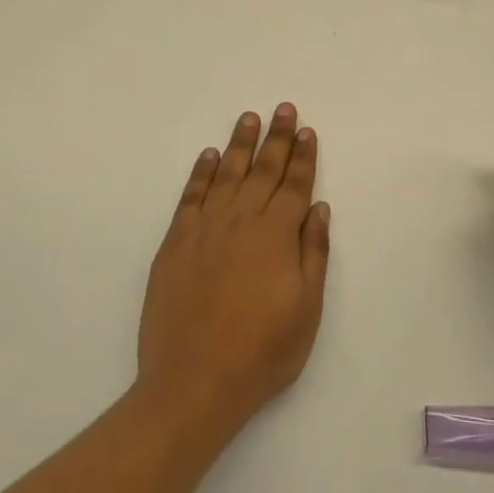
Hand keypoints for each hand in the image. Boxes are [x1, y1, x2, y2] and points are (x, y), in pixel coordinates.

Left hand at [137, 104, 330, 436]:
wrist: (193, 383)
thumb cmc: (262, 353)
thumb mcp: (306, 310)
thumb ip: (313, 254)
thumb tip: (318, 207)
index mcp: (276, 237)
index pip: (294, 185)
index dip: (302, 157)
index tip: (306, 130)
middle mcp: (241, 222)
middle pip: (263, 170)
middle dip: (276, 138)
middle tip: (283, 109)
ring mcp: (205, 229)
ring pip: (227, 175)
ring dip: (240, 144)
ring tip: (249, 118)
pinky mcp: (175, 243)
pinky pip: (191, 197)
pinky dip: (202, 173)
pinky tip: (210, 156)